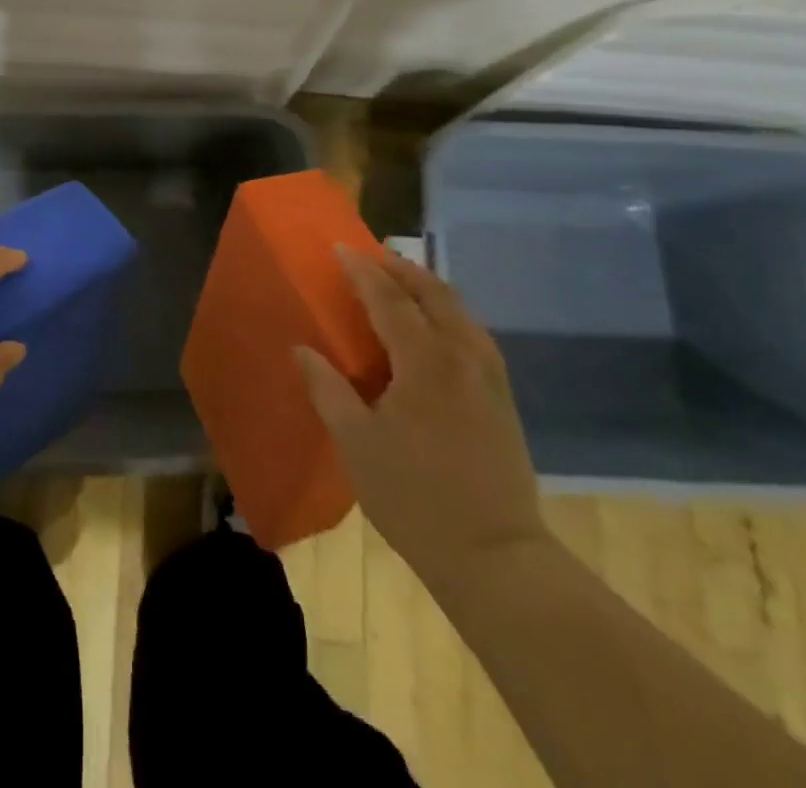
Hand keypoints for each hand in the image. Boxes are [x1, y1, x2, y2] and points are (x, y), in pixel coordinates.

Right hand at [295, 246, 546, 590]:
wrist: (495, 557)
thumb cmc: (413, 497)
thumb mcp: (356, 443)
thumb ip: (327, 388)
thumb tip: (302, 349)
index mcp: (425, 361)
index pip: (389, 299)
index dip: (362, 270)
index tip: (340, 248)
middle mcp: (462, 355)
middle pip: (434, 293)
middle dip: (401, 268)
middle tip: (371, 256)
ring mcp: (489, 376)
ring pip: (460, 311)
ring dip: (428, 287)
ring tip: (400, 281)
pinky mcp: (502, 398)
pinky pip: (473, 333)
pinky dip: (449, 313)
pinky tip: (435, 328)